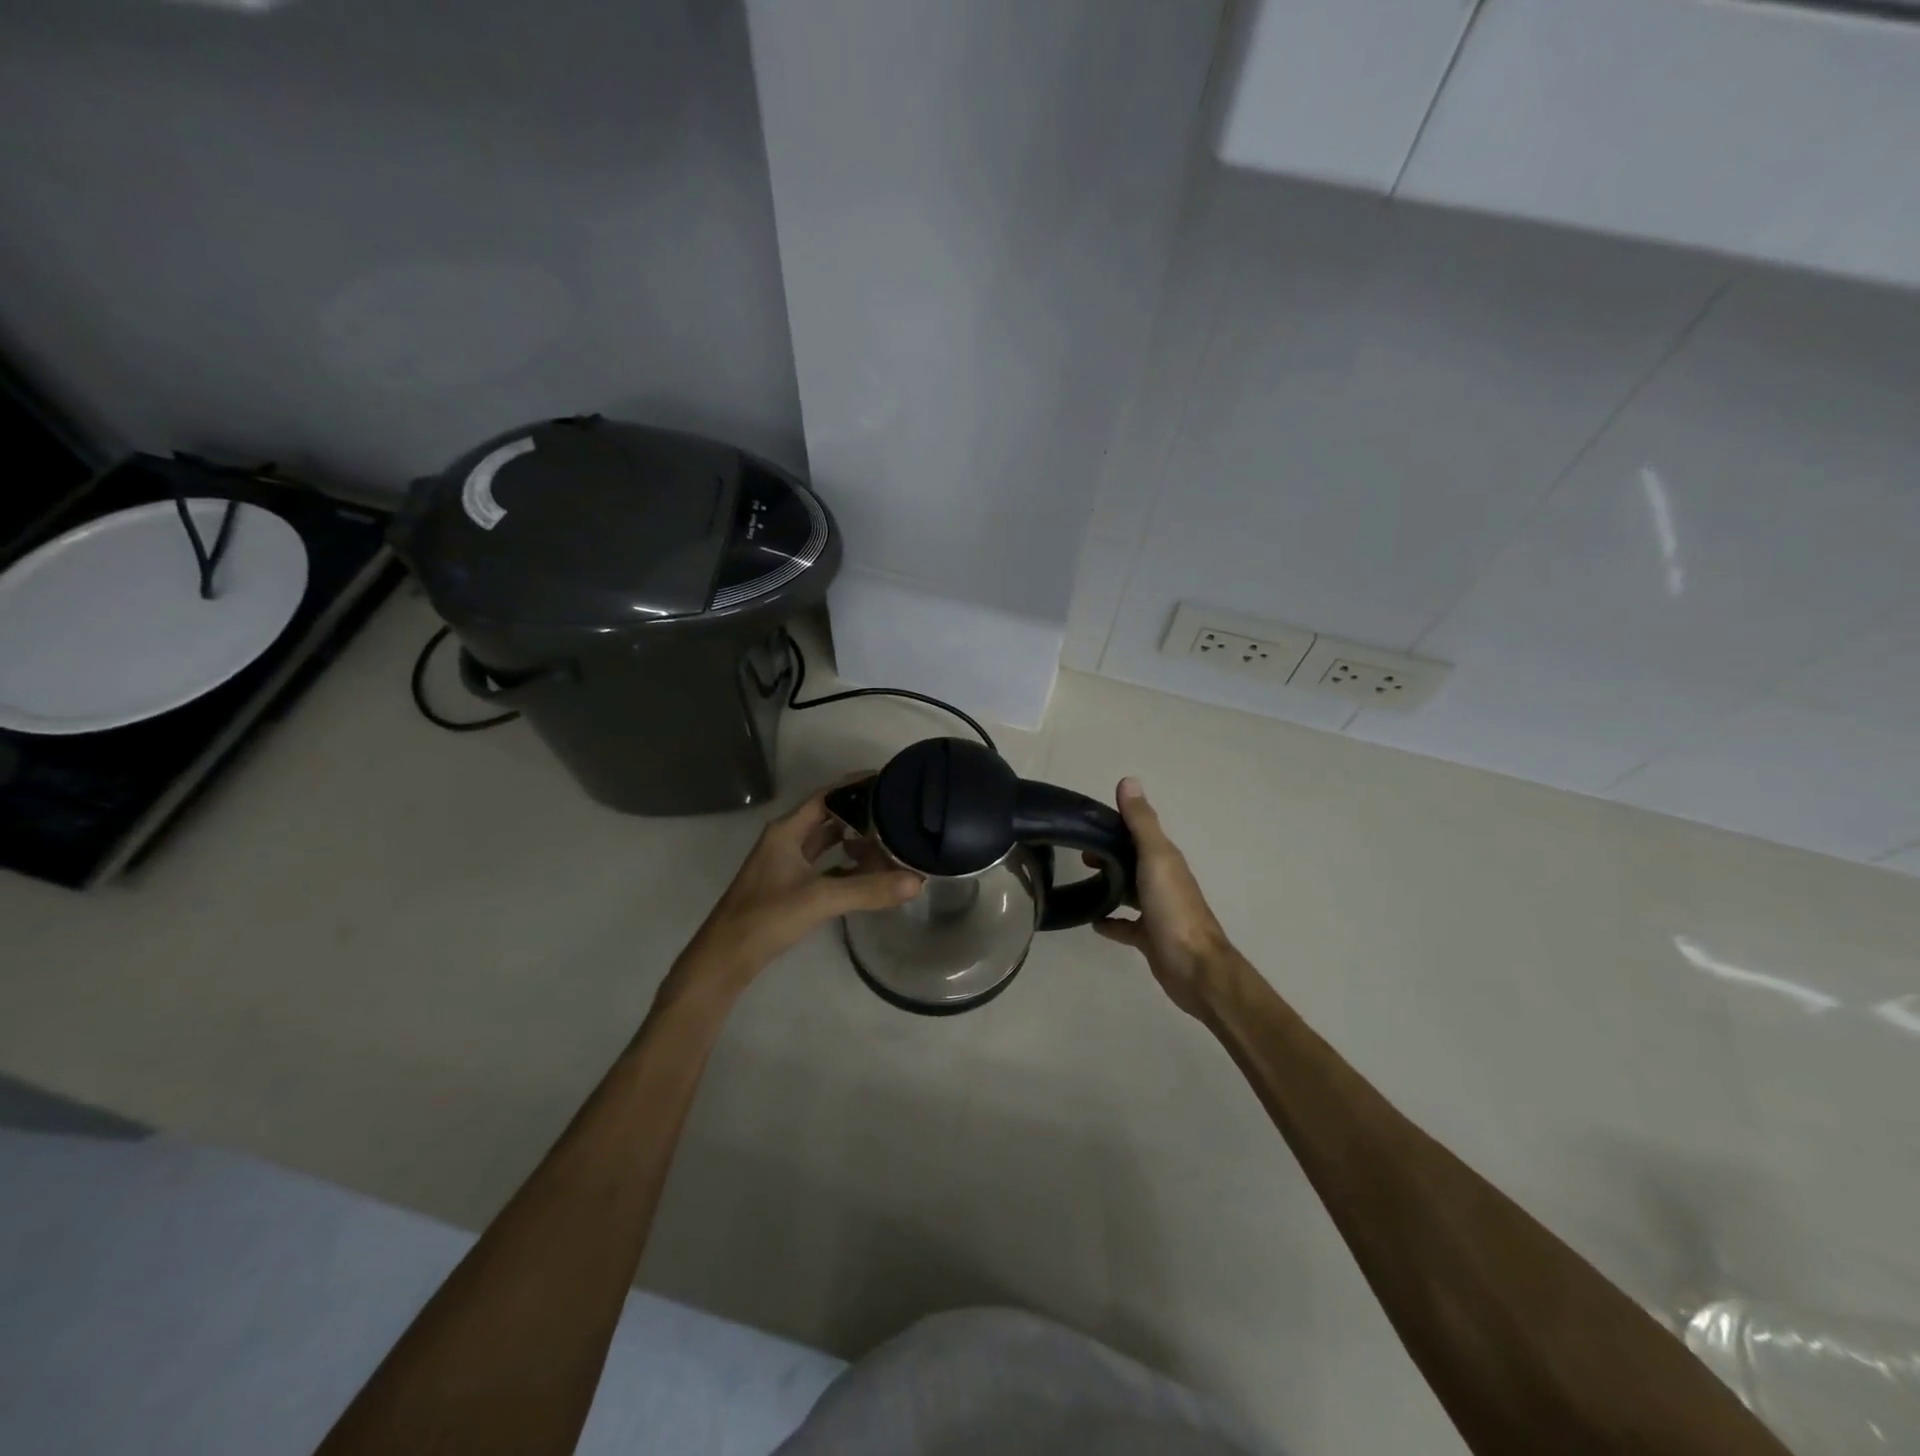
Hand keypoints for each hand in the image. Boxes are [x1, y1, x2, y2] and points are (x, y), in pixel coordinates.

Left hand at [667, 777, 921, 999]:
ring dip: (852, 840)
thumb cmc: (766, 917)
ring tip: (888, 839)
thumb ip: (868, 889)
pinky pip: (823, 866)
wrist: (725, 959)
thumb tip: (917, 881)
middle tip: (895, 813)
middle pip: (827, 817)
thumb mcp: (819, 899)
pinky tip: (868, 873)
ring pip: (825, 843)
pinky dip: (845, 866)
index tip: (887, 782)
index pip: (826, 795)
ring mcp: (785, 864)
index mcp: (786, 831)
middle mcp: (785, 841)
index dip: (854, 786)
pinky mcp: (789, 887)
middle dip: (859, 814)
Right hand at [1094, 778, 1238, 1017]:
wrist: (1195, 968)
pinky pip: (1126, 925)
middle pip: (1132, 860)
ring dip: (1110, 884)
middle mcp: (1163, 881)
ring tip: (1081, 881)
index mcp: (1165, 859)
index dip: (1114, 825)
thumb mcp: (1156, 858)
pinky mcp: (1150, 938)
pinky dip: (1111, 921)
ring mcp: (1157, 911)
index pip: (1137, 833)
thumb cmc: (1173, 909)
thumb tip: (1128, 780)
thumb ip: (1141, 823)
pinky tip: (1093, 922)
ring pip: (1130, 891)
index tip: (1085, 824)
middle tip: (1079, 855)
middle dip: (1109, 853)